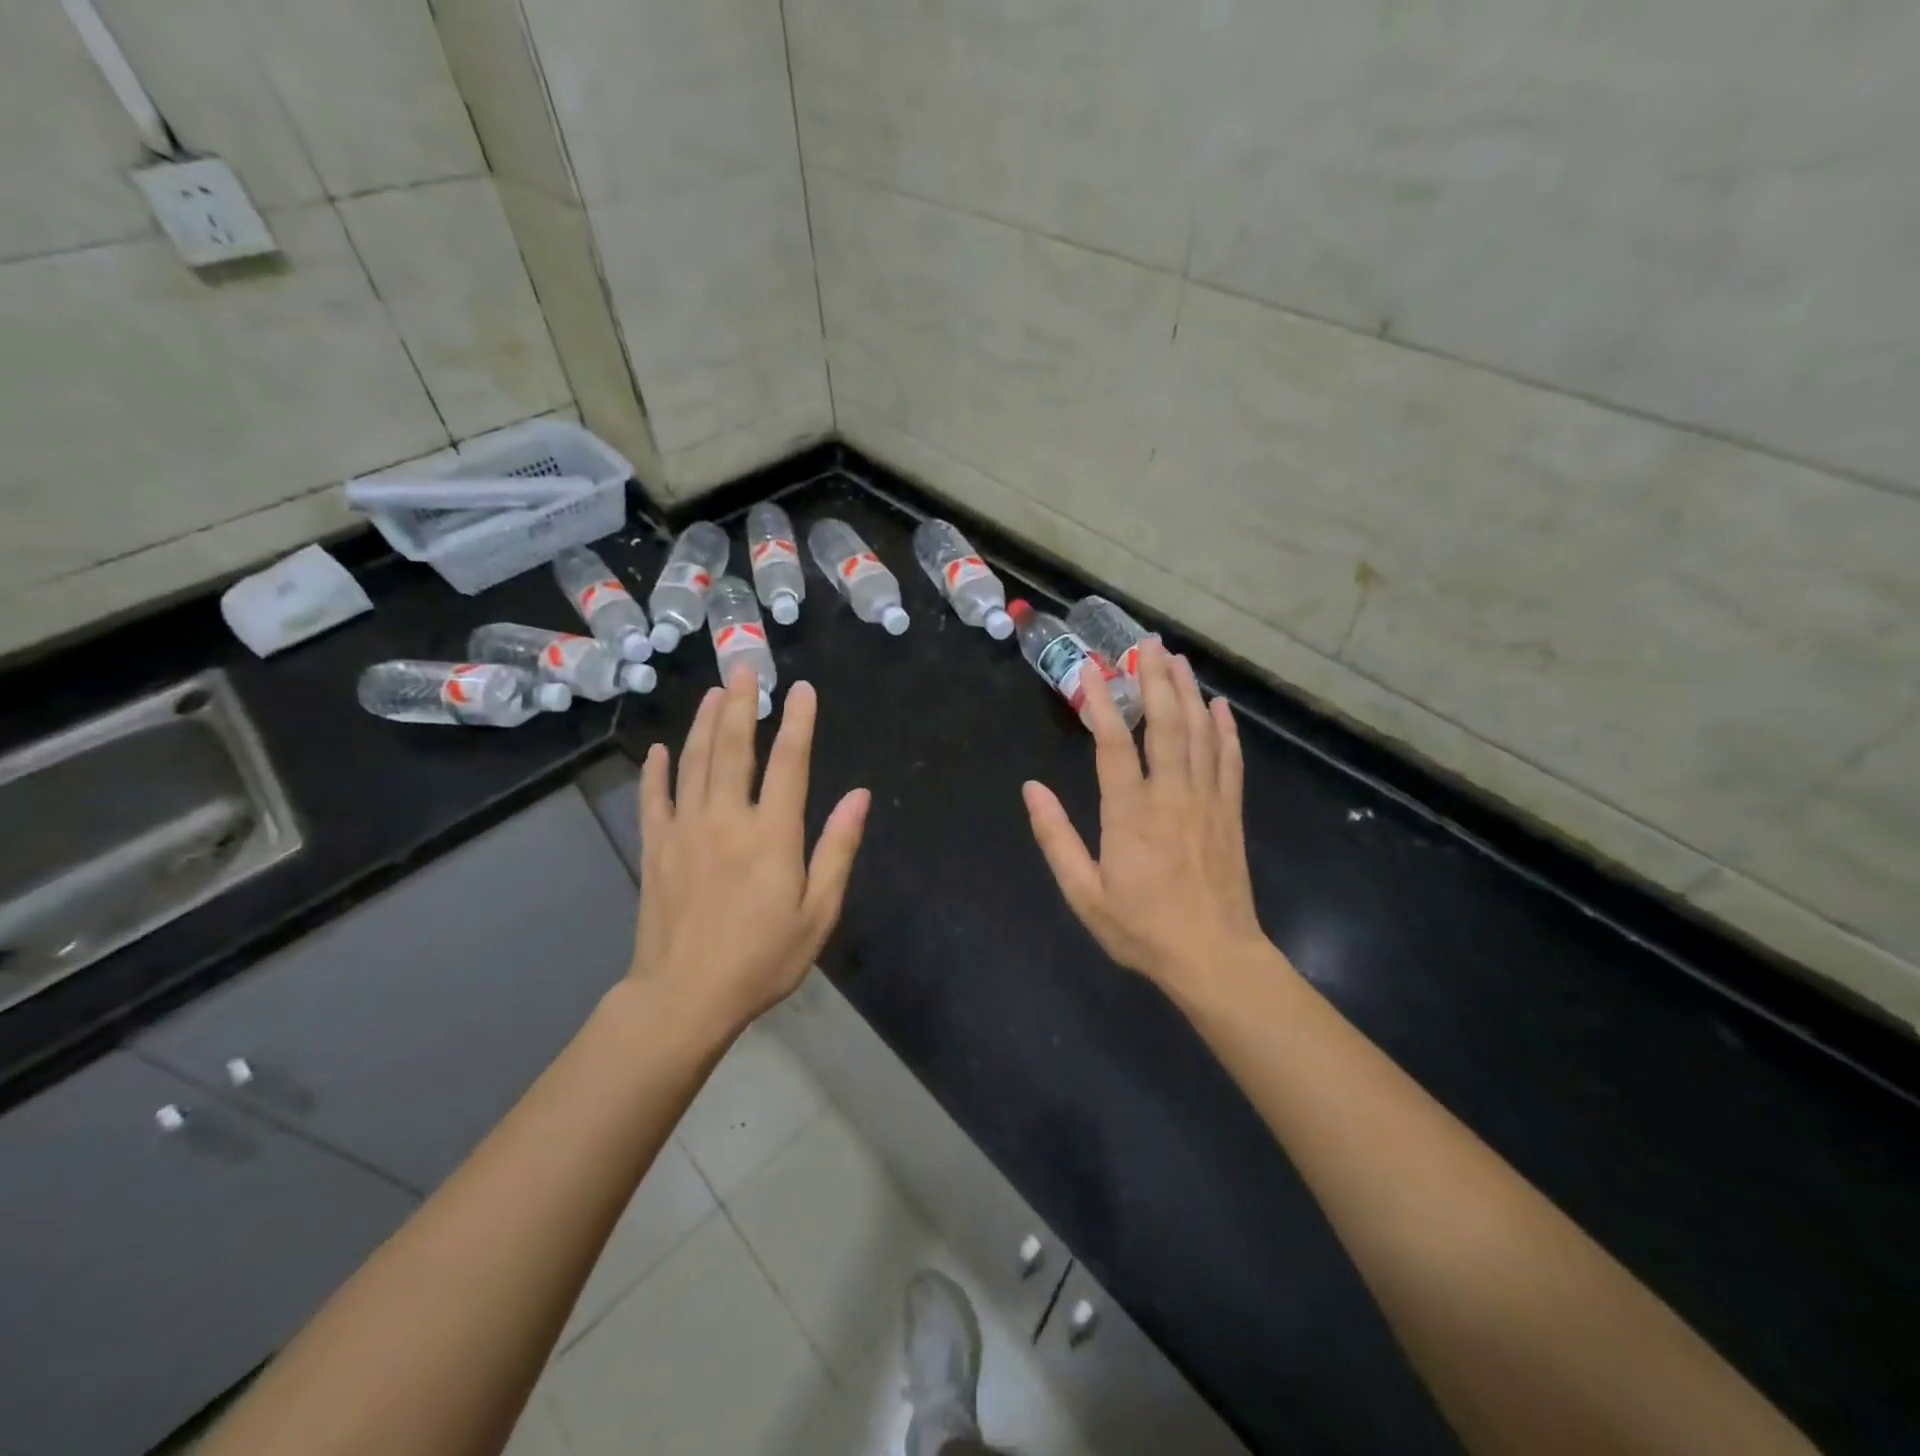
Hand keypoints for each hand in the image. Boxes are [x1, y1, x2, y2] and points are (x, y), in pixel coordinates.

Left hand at [631, 669, 869, 1037]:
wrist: (684, 997)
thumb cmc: (762, 959)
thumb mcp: (818, 912)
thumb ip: (837, 849)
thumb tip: (860, 796)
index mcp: (771, 835)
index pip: (789, 763)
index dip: (798, 723)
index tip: (802, 690)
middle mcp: (726, 820)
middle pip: (734, 750)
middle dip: (741, 705)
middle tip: (743, 668)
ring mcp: (684, 831)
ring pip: (694, 764)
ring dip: (705, 724)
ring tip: (713, 693)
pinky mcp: (655, 849)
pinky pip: (654, 799)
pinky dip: (657, 771)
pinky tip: (661, 749)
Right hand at [1022, 641, 1270, 1001]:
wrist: (1214, 957)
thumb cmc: (1142, 928)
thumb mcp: (1084, 893)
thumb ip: (1056, 838)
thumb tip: (1031, 789)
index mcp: (1130, 814)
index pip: (1114, 743)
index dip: (1101, 701)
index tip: (1090, 669)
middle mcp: (1171, 795)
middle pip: (1166, 724)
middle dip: (1156, 679)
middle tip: (1147, 644)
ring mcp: (1207, 800)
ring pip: (1200, 733)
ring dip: (1189, 692)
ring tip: (1178, 660)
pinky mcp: (1230, 812)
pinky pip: (1230, 760)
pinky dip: (1225, 729)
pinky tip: (1220, 707)